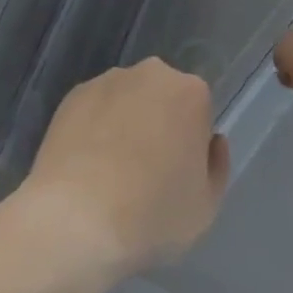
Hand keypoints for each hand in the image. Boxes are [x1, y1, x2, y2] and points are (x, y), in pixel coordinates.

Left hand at [20, 58, 229, 279]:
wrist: (75, 220)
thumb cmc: (151, 215)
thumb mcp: (206, 208)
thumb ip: (217, 167)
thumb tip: (212, 142)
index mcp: (191, 92)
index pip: (198, 112)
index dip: (189, 144)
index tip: (176, 174)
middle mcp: (153, 73)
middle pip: (163, 97)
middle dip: (159, 124)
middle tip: (145, 172)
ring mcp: (110, 79)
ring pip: (128, 99)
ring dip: (126, 123)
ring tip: (110, 172)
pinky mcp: (75, 93)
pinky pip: (95, 108)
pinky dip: (94, 128)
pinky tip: (85, 166)